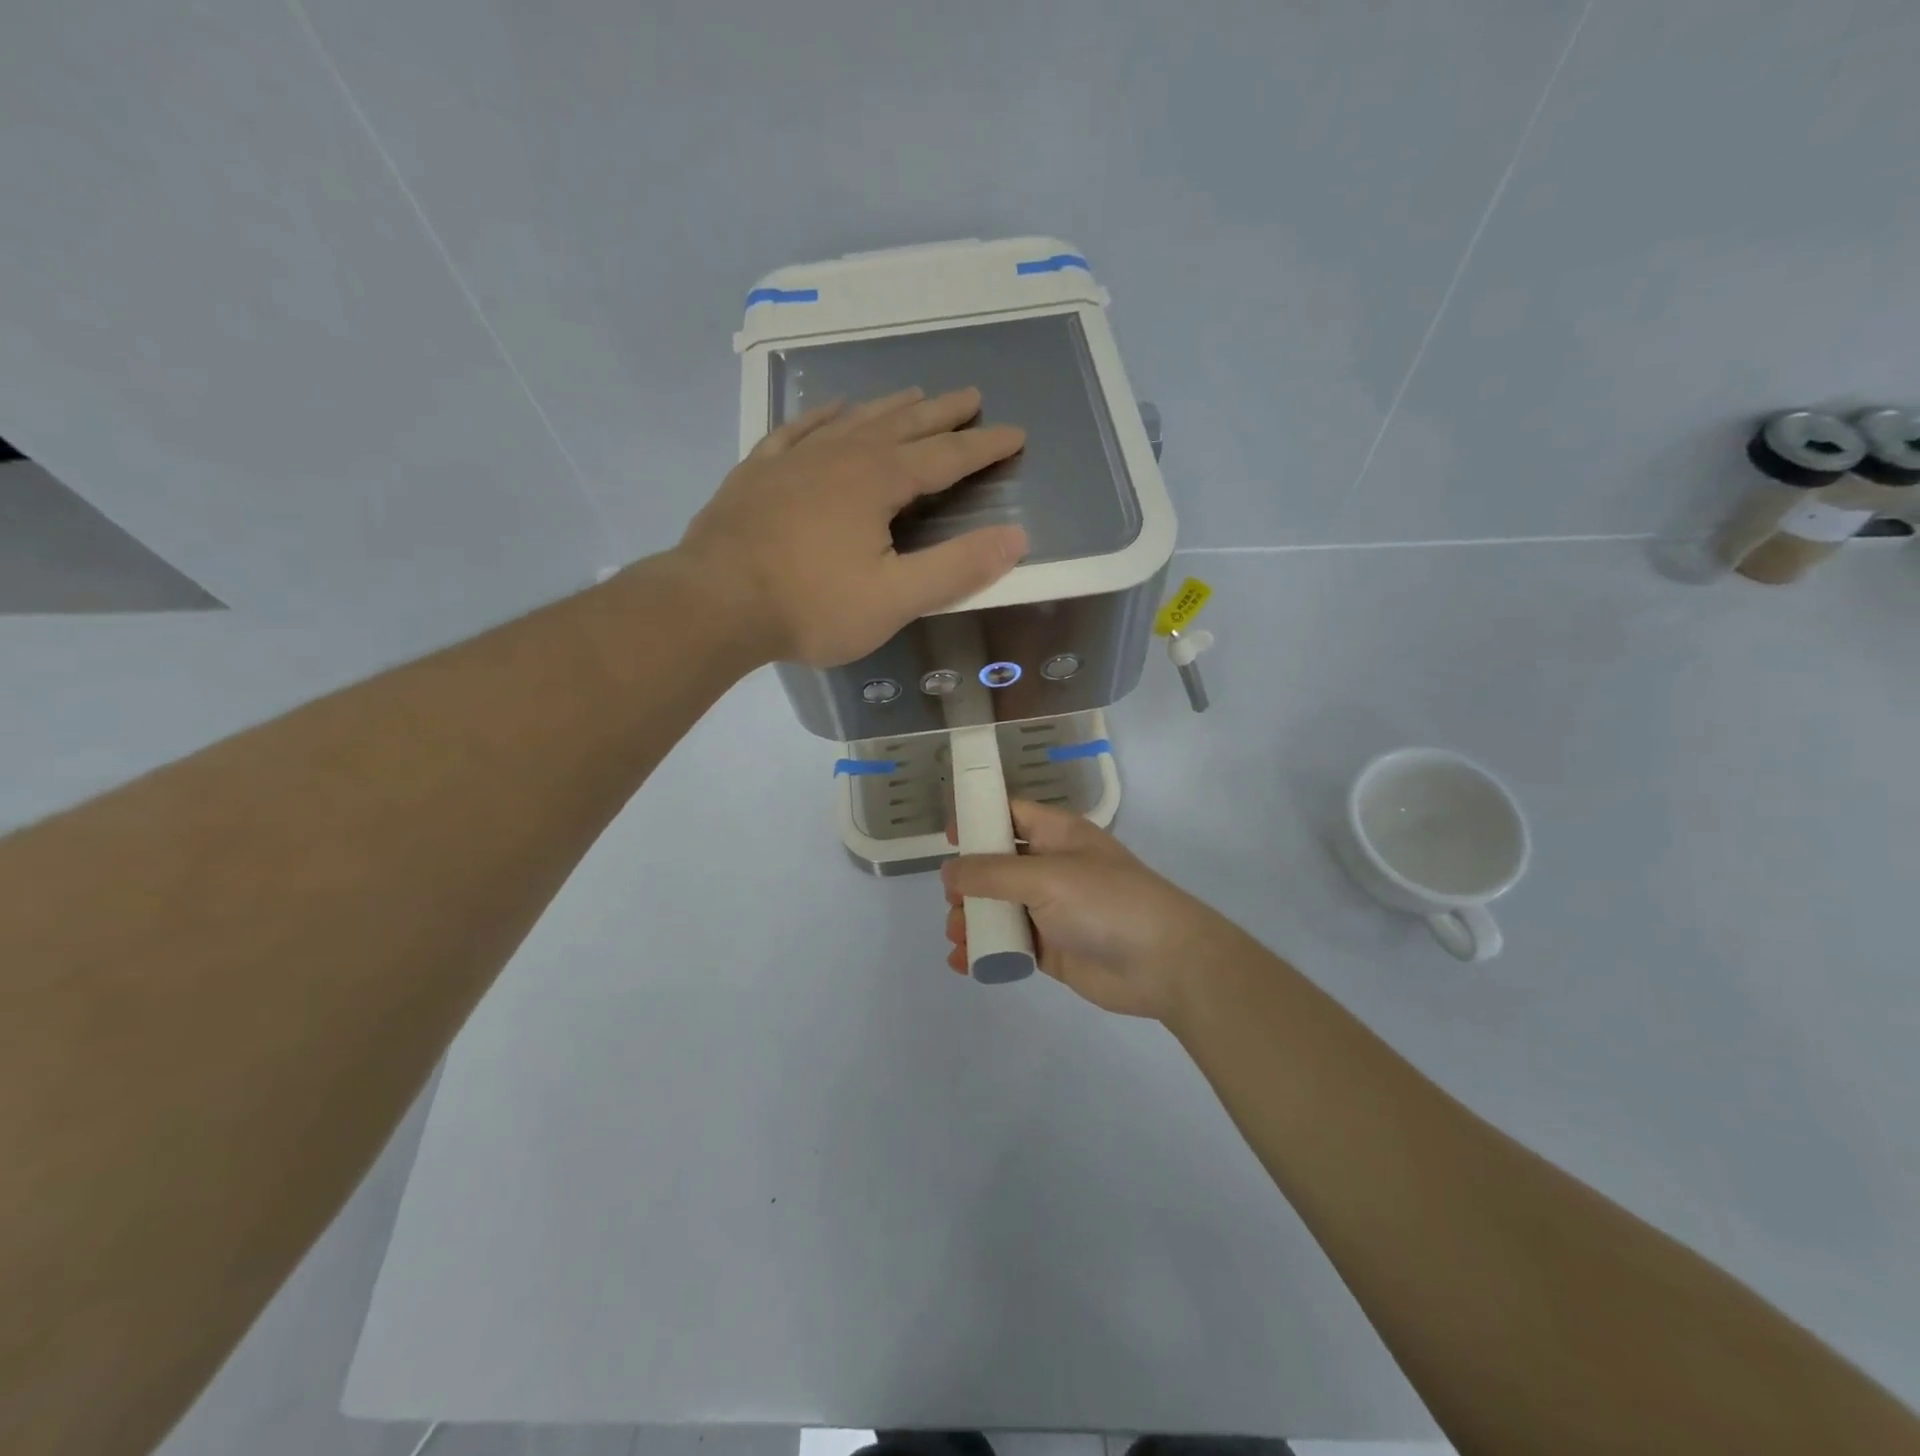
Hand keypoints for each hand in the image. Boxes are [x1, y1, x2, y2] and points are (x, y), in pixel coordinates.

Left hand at [676, 387, 1027, 666]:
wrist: (714, 603)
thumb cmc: (811, 606)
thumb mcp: (895, 599)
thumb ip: (956, 568)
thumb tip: (1016, 538)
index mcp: (878, 481)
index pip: (945, 457)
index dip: (983, 447)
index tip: (1015, 434)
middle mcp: (840, 455)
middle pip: (902, 425)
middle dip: (941, 413)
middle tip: (971, 397)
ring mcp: (794, 459)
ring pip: (853, 420)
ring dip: (889, 407)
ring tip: (913, 394)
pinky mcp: (757, 472)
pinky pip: (797, 430)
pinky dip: (822, 416)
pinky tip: (832, 410)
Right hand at [941, 801, 1247, 1022]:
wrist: (1164, 963)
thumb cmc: (1106, 902)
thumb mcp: (1046, 877)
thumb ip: (992, 873)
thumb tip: (949, 871)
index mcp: (1057, 836)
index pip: (1011, 815)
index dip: (979, 819)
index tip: (947, 836)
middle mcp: (1052, 868)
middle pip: (997, 865)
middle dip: (968, 881)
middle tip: (952, 901)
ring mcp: (1052, 910)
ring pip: (999, 907)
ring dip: (973, 919)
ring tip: (958, 935)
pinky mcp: (1051, 949)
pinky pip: (1010, 944)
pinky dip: (986, 951)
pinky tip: (964, 962)